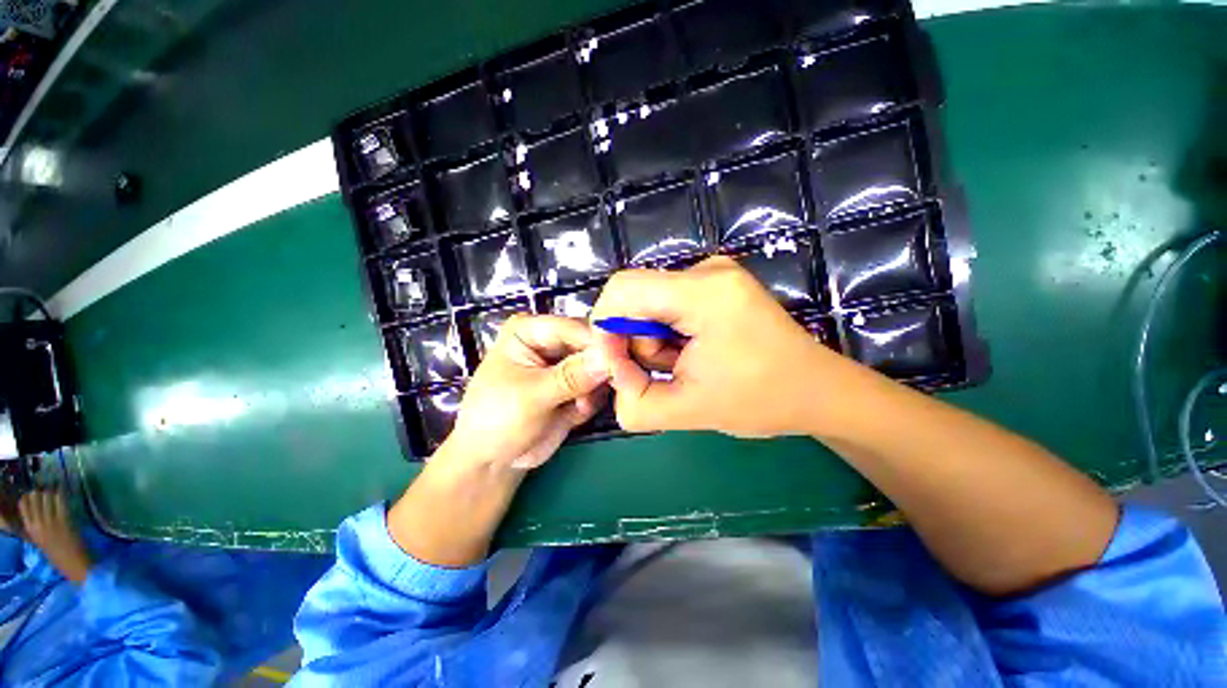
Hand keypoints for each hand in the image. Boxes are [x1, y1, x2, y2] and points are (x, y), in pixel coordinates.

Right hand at [20, 490, 91, 582]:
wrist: (75, 565)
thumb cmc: (60, 556)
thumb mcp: (41, 541)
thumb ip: (37, 529)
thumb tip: (35, 514)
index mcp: (30, 530)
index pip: (23, 506)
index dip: (28, 497)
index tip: (33, 494)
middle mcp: (37, 524)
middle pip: (34, 499)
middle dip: (40, 492)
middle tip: (45, 490)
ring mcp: (50, 521)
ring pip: (46, 497)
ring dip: (50, 492)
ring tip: (55, 489)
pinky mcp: (64, 520)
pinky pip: (60, 501)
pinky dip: (61, 494)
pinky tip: (63, 491)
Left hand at [439, 314, 609, 469]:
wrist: (492, 461)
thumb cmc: (496, 421)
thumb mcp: (531, 396)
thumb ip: (570, 377)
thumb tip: (607, 358)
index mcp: (531, 330)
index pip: (574, 328)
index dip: (598, 343)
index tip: (619, 362)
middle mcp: (551, 342)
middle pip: (592, 345)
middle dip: (599, 369)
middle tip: (600, 390)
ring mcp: (565, 365)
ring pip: (600, 367)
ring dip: (595, 389)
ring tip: (578, 407)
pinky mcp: (575, 387)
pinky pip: (598, 387)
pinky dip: (592, 401)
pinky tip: (576, 413)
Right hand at [592, 256, 851, 437]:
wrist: (818, 391)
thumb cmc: (763, 400)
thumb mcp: (690, 411)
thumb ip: (635, 404)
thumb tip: (612, 379)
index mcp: (703, 292)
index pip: (622, 289)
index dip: (605, 328)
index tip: (617, 368)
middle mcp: (706, 270)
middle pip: (635, 298)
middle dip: (635, 343)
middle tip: (661, 374)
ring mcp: (713, 274)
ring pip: (650, 305)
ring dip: (653, 343)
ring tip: (683, 367)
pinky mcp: (716, 285)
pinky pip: (668, 306)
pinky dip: (667, 335)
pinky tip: (691, 355)